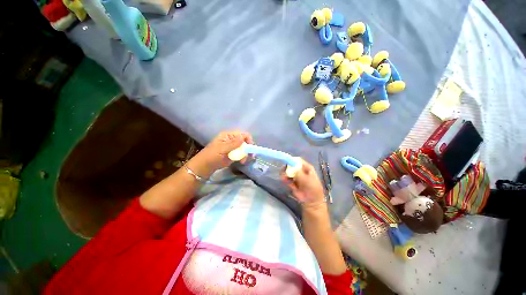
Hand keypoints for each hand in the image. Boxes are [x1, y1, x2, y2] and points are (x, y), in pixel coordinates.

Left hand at [198, 130, 253, 171]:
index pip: (242, 134)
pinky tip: (241, 162)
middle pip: (245, 141)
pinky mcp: (234, 154)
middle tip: (248, 157)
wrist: (205, 166)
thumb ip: (233, 143)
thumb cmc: (212, 155)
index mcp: (228, 135)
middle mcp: (232, 140)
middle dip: (247, 149)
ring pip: (244, 149)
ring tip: (243, 161)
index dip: (248, 140)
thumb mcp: (222, 149)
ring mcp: (233, 147)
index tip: (250, 148)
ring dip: (246, 154)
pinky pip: (242, 154)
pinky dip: (243, 157)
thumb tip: (243, 137)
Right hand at [281, 159, 325, 208]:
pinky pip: (287, 179)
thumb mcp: (306, 179)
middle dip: (287, 167)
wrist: (311, 201)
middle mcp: (301, 170)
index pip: (298, 160)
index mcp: (306, 168)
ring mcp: (296, 176)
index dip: (292, 160)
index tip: (286, 162)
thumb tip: (290, 166)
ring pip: (288, 172)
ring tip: (283, 178)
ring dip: (285, 174)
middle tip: (283, 170)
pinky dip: (285, 179)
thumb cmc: (312, 188)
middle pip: (292, 165)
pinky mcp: (292, 182)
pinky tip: (284, 181)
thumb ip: (297, 172)